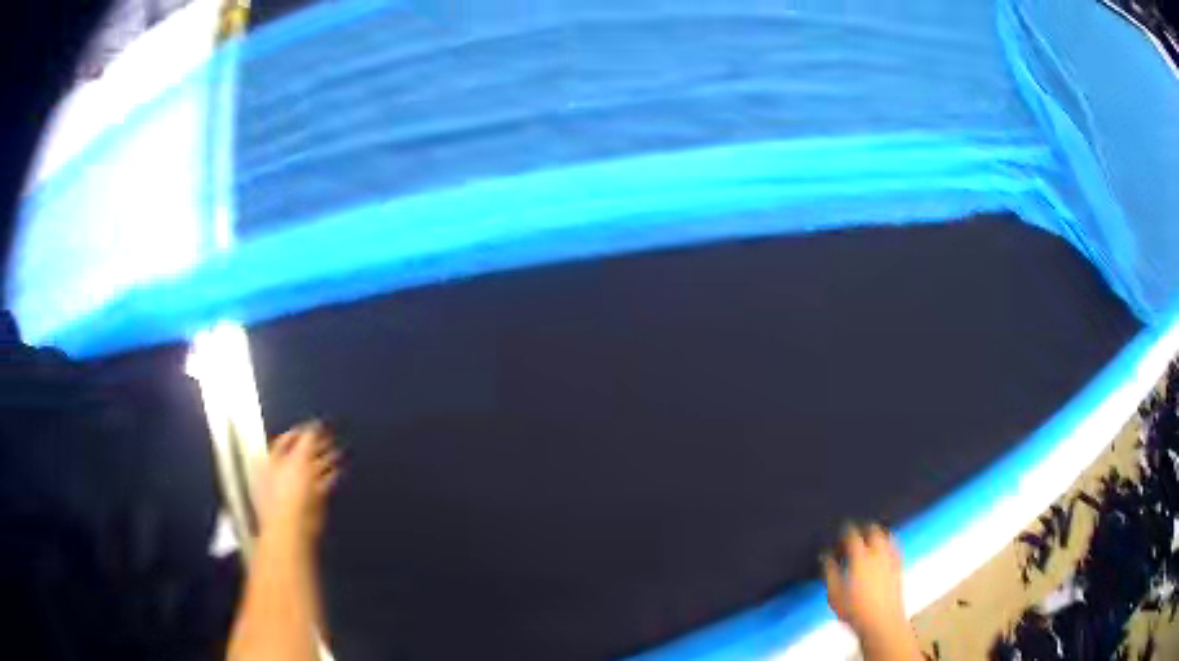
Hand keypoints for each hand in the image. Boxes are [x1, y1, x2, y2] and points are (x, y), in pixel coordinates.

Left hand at [257, 421, 340, 542]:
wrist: (294, 530)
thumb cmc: (289, 493)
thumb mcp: (299, 459)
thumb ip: (308, 440)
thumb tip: (315, 425)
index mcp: (271, 462)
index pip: (285, 441)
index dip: (300, 431)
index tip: (316, 425)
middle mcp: (280, 475)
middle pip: (299, 455)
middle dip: (315, 446)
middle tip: (330, 436)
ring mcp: (293, 492)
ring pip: (311, 472)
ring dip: (325, 462)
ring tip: (339, 452)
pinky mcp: (308, 507)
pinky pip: (320, 487)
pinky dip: (329, 479)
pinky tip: (338, 472)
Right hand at [823, 523, 917, 658]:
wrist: (882, 621)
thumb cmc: (854, 610)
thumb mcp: (834, 594)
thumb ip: (830, 572)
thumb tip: (826, 556)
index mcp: (860, 558)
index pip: (853, 535)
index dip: (846, 530)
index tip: (840, 532)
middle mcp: (878, 553)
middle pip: (874, 530)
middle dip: (865, 528)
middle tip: (856, 534)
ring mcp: (891, 559)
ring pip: (887, 536)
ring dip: (879, 533)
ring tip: (871, 538)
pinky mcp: (899, 567)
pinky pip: (896, 547)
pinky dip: (890, 543)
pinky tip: (885, 549)